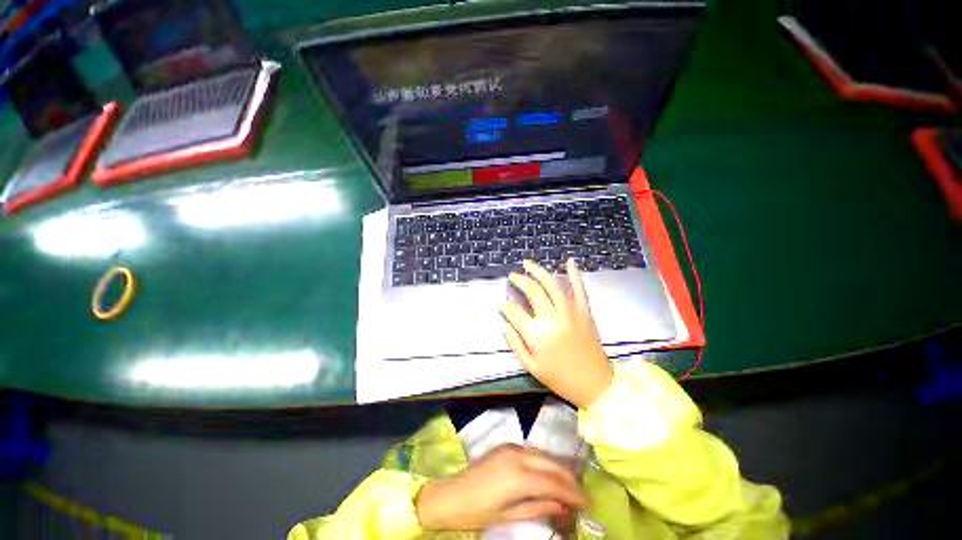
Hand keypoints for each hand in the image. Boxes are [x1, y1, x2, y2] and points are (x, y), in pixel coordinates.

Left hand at [415, 444, 586, 530]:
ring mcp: (511, 447)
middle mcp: (517, 455)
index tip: (588, 504)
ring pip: (544, 455)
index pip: (554, 483)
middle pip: (552, 464)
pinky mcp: (506, 445)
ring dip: (558, 470)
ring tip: (569, 487)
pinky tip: (549, 474)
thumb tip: (563, 507)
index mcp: (517, 477)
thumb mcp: (509, 516)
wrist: (450, 494)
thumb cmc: (477, 513)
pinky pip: (533, 452)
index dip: (573, 494)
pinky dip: (545, 463)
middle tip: (582, 497)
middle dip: (570, 480)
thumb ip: (539, 508)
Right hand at [503, 259, 612, 409]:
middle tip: (513, 275)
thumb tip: (506, 323)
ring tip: (528, 263)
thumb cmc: (559, 377)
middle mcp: (552, 317)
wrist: (594, 384)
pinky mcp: (584, 310)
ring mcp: (570, 311)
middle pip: (532, 290)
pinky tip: (569, 261)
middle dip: (519, 280)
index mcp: (536, 333)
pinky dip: (574, 273)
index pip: (514, 311)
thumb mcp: (530, 366)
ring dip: (538, 271)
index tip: (504, 305)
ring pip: (551, 283)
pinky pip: (579, 288)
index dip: (506, 306)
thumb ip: (515, 342)